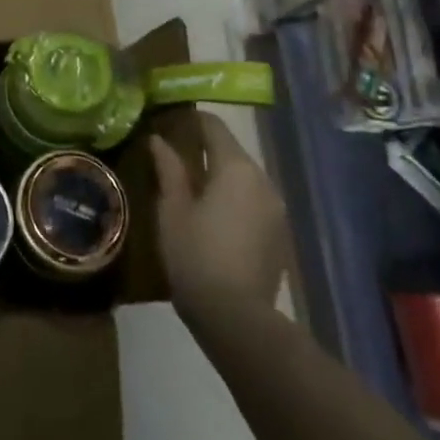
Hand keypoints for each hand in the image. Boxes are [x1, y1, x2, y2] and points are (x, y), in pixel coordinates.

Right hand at [149, 113, 290, 325]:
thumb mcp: (172, 209)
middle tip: (174, 157)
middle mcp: (263, 180)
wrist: (237, 318)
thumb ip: (168, 169)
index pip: (214, 126)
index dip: (191, 120)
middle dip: (205, 150)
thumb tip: (159, 140)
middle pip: (232, 151)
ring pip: (244, 178)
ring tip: (191, 188)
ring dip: (221, 177)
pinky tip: (214, 218)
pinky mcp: (280, 234)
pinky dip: (234, 200)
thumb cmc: (195, 255)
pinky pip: (254, 202)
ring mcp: (276, 209)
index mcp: (236, 167)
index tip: (169, 123)